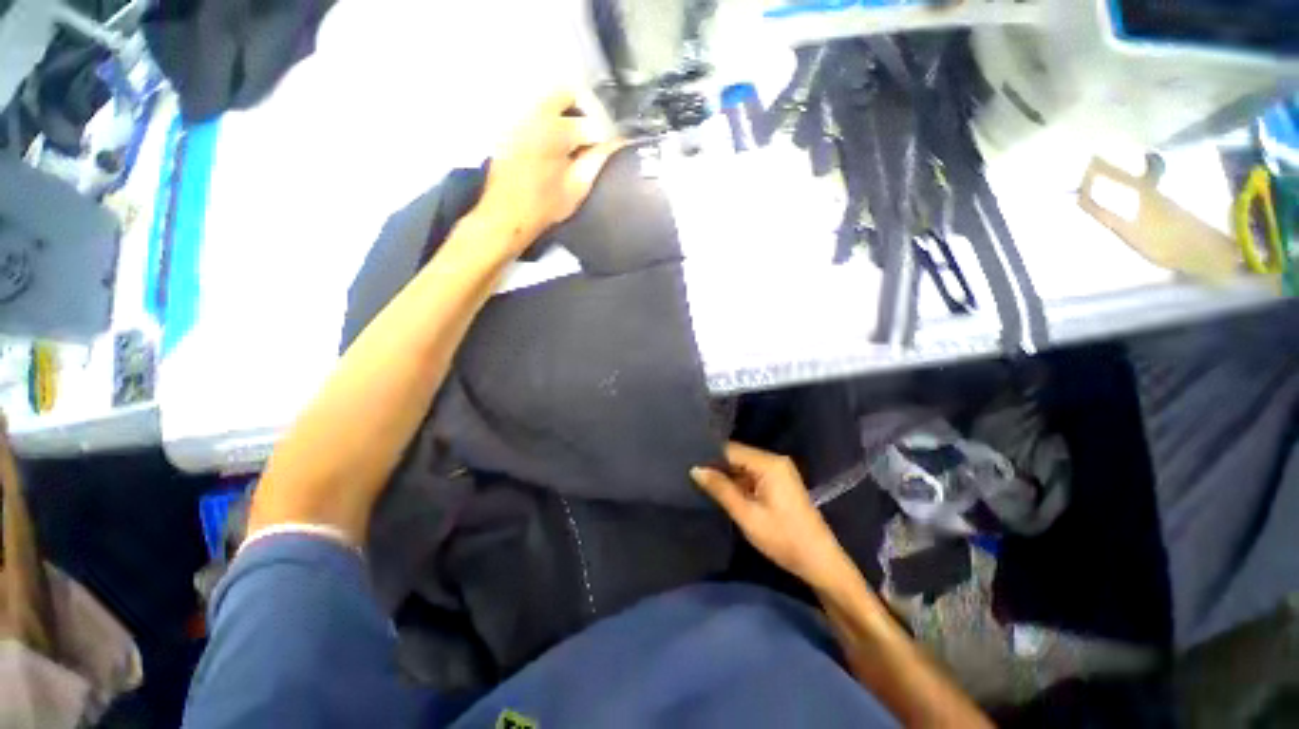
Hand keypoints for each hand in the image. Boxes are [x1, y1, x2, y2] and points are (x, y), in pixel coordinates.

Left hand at [477, 89, 621, 255]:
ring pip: (546, 99)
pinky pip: (530, 112)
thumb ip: (597, 160)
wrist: (506, 215)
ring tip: (568, 144)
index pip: (591, 120)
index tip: (607, 147)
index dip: (604, 135)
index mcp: (555, 131)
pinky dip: (545, 123)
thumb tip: (615, 143)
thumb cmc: (544, 207)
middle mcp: (533, 114)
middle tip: (587, 137)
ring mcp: (517, 118)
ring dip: (563, 115)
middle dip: (582, 111)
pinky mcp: (507, 127)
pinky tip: (549, 148)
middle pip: (565, 92)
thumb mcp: (577, 188)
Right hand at [692, 442, 852, 589]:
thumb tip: (695, 469)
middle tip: (691, 474)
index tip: (688, 463)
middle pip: (737, 455)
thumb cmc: (783, 539)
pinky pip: (752, 474)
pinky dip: (739, 482)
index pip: (731, 449)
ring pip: (743, 465)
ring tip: (701, 481)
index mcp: (769, 463)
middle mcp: (774, 460)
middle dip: (717, 466)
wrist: (820, 562)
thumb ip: (721, 489)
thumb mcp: (747, 515)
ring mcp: (779, 470)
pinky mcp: (780, 482)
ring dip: (727, 475)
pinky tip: (723, 490)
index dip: (709, 456)